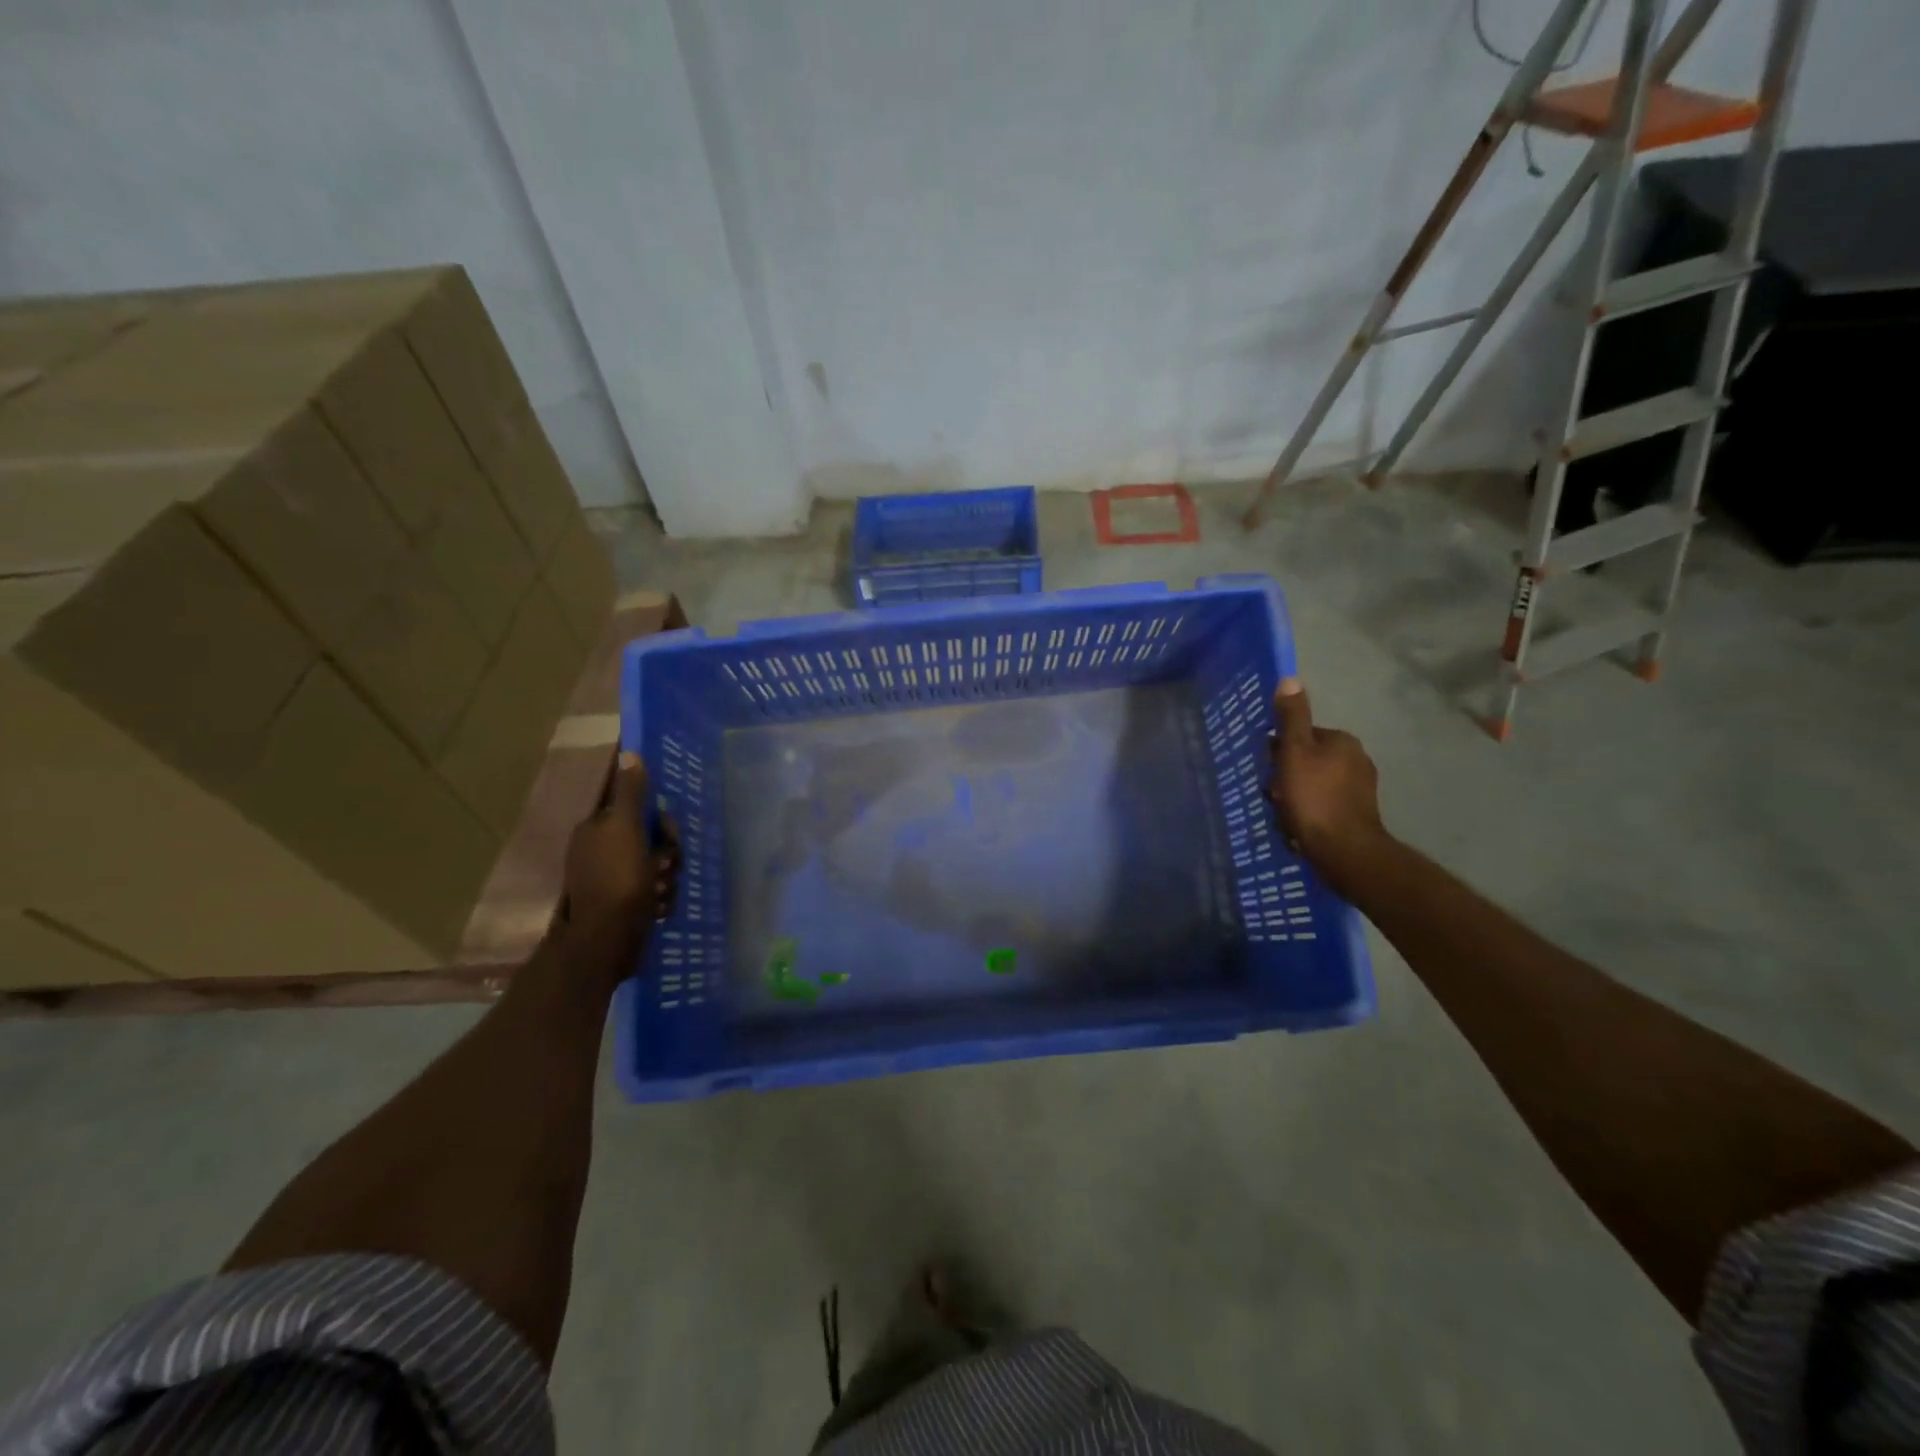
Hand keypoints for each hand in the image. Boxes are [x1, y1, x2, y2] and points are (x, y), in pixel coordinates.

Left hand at [561, 751, 678, 957]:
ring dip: (667, 877)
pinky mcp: (624, 905)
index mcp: (597, 830)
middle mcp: (600, 852)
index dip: (659, 822)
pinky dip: (661, 898)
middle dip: (667, 853)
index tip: (667, 835)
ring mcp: (612, 880)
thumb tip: (630, 752)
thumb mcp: (626, 829)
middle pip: (651, 838)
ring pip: (658, 865)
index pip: (638, 810)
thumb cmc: (618, 881)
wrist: (607, 942)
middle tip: (665, 867)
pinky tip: (659, 908)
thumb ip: (630, 792)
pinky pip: (655, 890)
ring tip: (661, 893)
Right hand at [1267, 677, 1389, 896]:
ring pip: (1314, 783)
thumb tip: (1290, 679)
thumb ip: (1291, 718)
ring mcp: (1360, 788)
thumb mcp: (1294, 752)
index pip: (1301, 735)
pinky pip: (1324, 804)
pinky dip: (1309, 811)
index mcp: (1341, 740)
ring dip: (1296, 795)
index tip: (1267, 769)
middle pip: (1307, 759)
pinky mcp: (1359, 813)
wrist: (1344, 851)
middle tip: (1273, 795)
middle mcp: (1357, 758)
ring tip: (1283, 814)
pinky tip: (1298, 826)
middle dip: (1287, 775)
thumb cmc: (1313, 798)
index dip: (1279, 751)